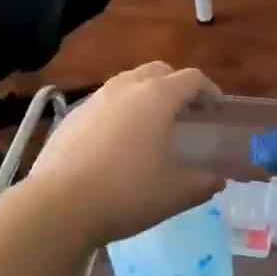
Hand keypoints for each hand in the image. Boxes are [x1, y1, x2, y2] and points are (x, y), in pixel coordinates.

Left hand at [22, 62, 220, 245]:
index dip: (209, 91)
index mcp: (157, 97)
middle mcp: (126, 87)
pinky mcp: (71, 116)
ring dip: (145, 95)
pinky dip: (119, 112)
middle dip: (176, 85)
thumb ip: (203, 182)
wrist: (59, 204)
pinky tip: (117, 142)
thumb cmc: (127, 193)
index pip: (192, 79)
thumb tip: (217, 179)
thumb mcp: (176, 193)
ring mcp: (95, 99)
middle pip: (158, 71)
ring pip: (127, 83)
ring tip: (151, 125)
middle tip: (186, 111)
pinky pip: (104, 103)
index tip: (216, 109)